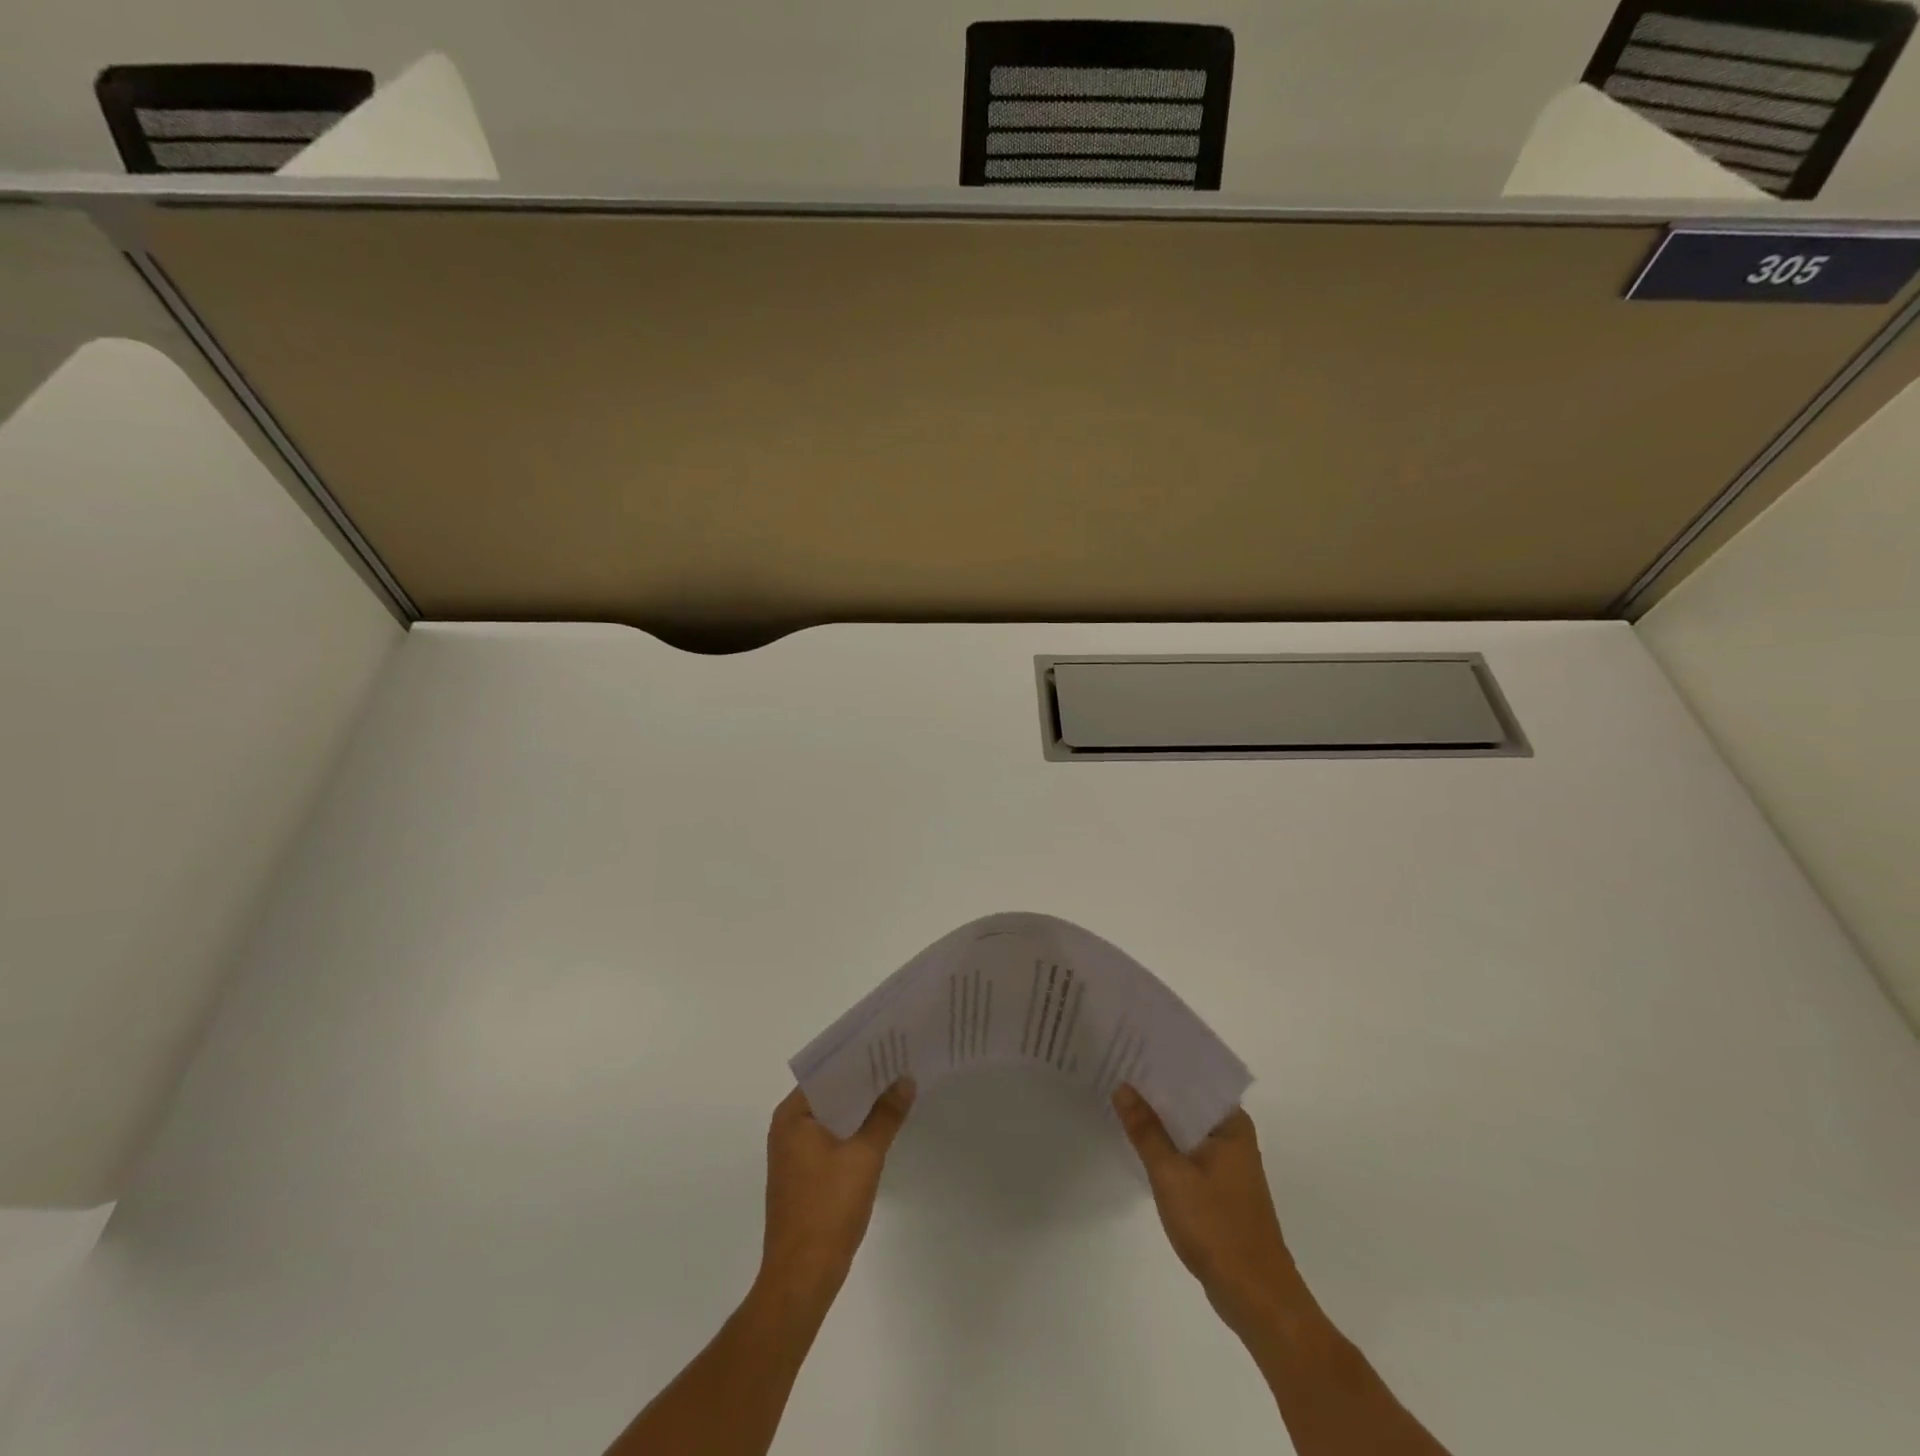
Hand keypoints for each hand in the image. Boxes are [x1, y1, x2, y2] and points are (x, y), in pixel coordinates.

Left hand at [758, 1080, 914, 1308]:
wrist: (802, 1278)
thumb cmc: (828, 1209)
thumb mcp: (864, 1156)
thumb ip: (886, 1115)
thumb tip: (905, 1080)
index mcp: (792, 1116)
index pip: (827, 1071)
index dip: (858, 1058)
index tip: (888, 1045)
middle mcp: (787, 1128)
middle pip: (830, 1093)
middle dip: (864, 1082)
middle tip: (900, 1063)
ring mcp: (794, 1154)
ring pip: (833, 1117)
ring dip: (861, 1107)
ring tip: (897, 1088)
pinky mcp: (804, 1175)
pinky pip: (832, 1138)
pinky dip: (854, 1130)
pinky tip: (882, 1127)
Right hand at [1112, 1085, 1306, 1339]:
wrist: (1256, 1298)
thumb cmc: (1217, 1228)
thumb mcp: (1171, 1175)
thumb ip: (1146, 1130)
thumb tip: (1123, 1087)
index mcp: (1231, 1124)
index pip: (1193, 1079)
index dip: (1161, 1064)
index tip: (1130, 1047)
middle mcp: (1233, 1135)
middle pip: (1188, 1101)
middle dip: (1155, 1090)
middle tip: (1115, 1067)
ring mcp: (1227, 1162)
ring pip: (1186, 1128)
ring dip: (1158, 1118)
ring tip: (1119, 1097)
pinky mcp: (1219, 1186)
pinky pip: (1187, 1150)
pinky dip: (1166, 1144)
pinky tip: (1137, 1140)